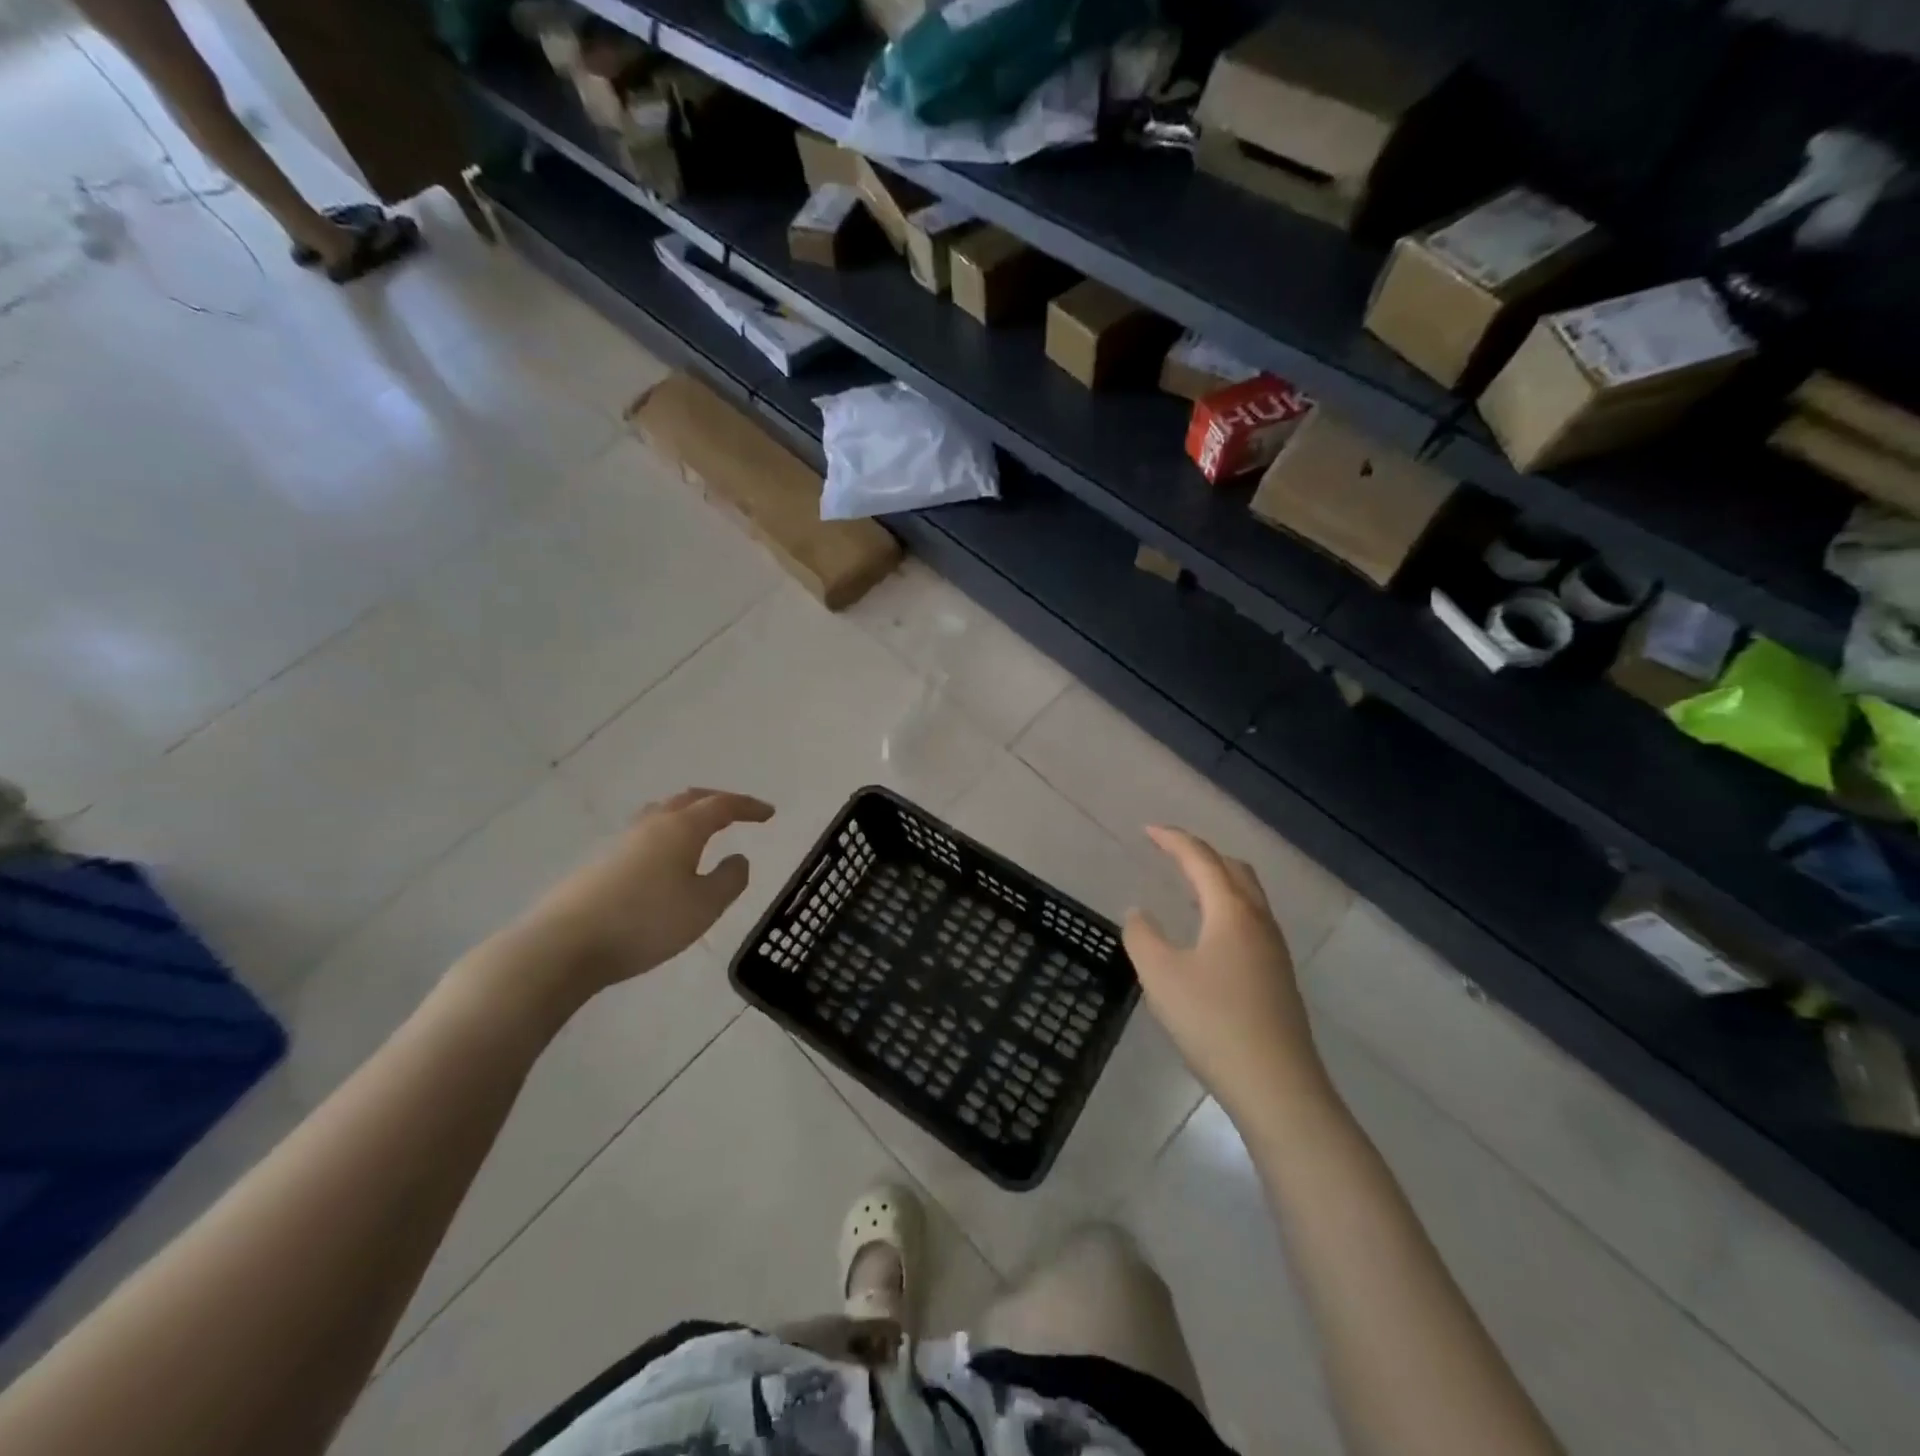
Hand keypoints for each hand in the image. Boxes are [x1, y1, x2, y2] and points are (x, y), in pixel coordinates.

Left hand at [493, 788, 773, 1003]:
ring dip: (687, 814)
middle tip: (738, 812)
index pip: (722, 805)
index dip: (748, 806)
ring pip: (662, 813)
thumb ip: (730, 880)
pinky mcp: (600, 863)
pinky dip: (666, 834)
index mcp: (681, 828)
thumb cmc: (645, 923)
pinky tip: (665, 859)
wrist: (563, 945)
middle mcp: (651, 824)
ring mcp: (621, 841)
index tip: (769, 813)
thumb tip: (739, 858)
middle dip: (717, 801)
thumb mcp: (704, 906)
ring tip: (701, 828)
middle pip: (689, 800)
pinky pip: (644, 834)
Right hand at [1125, 826, 1330, 1126]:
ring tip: (1187, 887)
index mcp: (1231, 911)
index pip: (1201, 859)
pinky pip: (1251, 921)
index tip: (1147, 830)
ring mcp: (1274, 951)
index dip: (1173, 839)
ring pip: (1248, 896)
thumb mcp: (1161, 976)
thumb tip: (1138, 912)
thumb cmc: (1213, 1022)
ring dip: (1217, 880)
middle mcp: (1258, 921)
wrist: (1277, 1087)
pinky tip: (1209, 934)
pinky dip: (1227, 907)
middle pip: (1234, 869)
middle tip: (1169, 852)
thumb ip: (1142, 936)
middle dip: (1201, 854)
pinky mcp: (1278, 977)